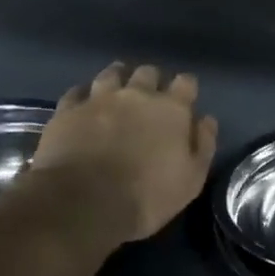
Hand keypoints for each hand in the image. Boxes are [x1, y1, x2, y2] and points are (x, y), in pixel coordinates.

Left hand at [24, 62, 218, 243]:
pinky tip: (83, 106)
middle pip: (148, 72)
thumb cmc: (146, 195)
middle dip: (151, 81)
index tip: (184, 101)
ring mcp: (99, 99)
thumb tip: (206, 119)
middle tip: (148, 99)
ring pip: (111, 74)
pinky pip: (76, 92)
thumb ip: (203, 144)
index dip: (186, 89)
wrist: (83, 203)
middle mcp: (137, 94)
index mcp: (172, 109)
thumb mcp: (191, 179)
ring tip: (116, 92)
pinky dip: (83, 96)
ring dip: (118, 80)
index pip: (186, 82)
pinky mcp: (68, 110)